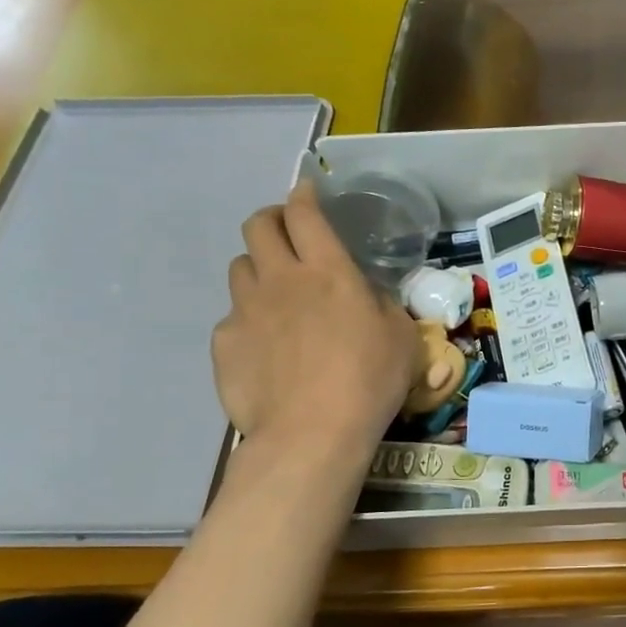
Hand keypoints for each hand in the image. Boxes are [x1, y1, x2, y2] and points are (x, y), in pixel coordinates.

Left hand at [212, 180, 421, 453]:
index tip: (308, 193)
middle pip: (258, 226)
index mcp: (329, 271)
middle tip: (288, 235)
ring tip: (277, 293)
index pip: (305, 214)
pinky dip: (250, 321)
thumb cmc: (370, 380)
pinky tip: (268, 348)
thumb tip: (363, 295)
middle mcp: (281, 280)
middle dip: (272, 220)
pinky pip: (233, 317)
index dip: (304, 196)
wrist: (313, 433)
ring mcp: (245, 310)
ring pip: (240, 268)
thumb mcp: (401, 336)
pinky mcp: (225, 343)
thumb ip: (379, 303)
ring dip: (259, 269)